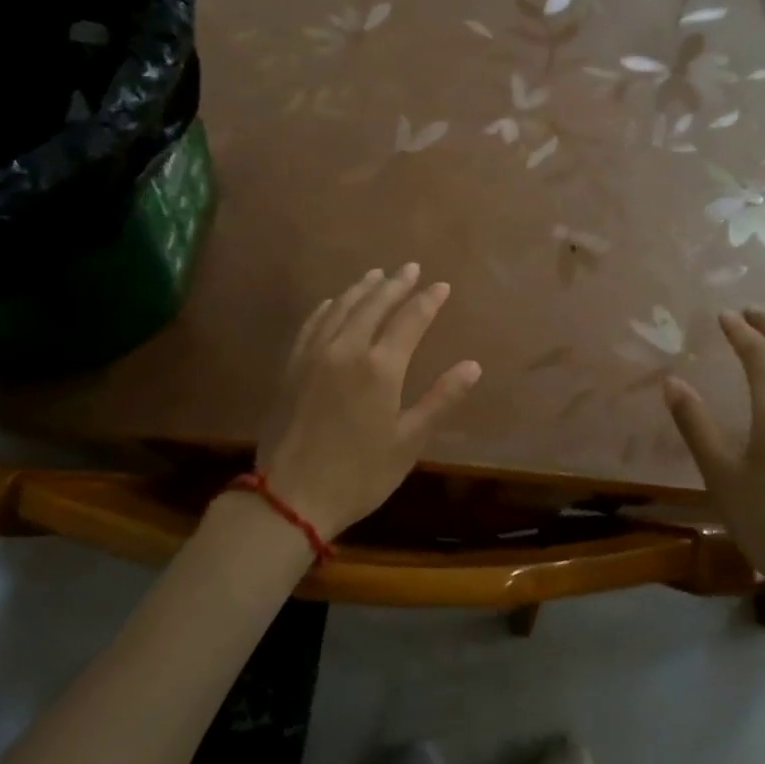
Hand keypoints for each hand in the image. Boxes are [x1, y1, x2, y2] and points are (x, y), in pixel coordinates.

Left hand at [257, 264, 481, 537]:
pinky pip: (312, 324)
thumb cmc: (360, 474)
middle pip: (373, 304)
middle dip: (395, 284)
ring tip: (376, 275)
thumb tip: (473, 366)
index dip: (428, 301)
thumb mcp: (409, 441)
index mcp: (380, 367)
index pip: (410, 320)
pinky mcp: (292, 367)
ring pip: (340, 308)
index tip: (442, 286)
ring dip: (361, 289)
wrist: (291, 496)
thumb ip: (440, 399)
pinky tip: (332, 302)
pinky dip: (327, 308)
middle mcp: (346, 349)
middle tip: (410, 267)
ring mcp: (314, 355)